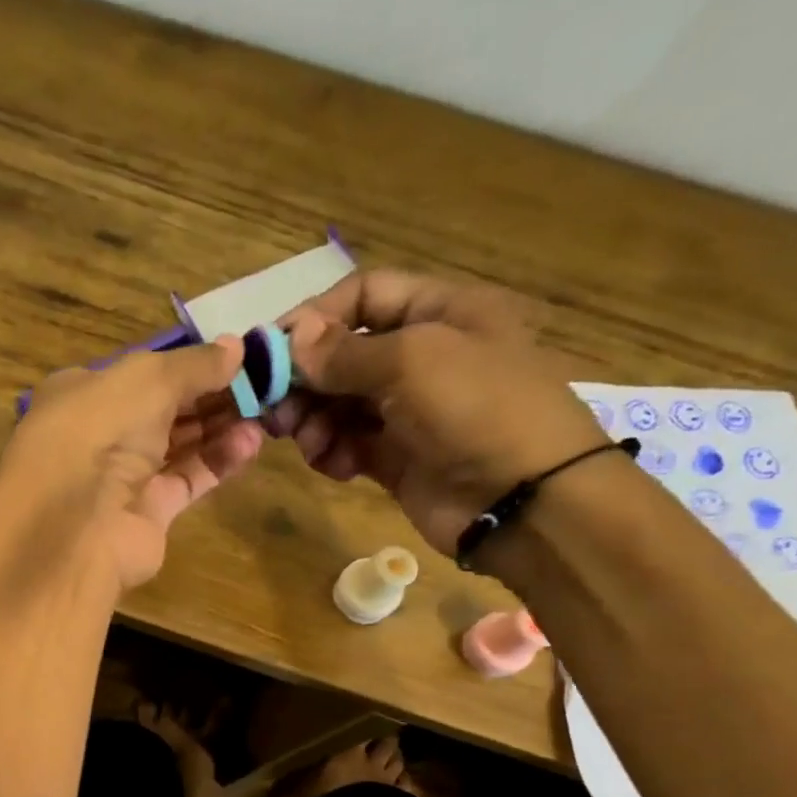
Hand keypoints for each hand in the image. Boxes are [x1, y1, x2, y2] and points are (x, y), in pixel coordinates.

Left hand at [0, 339, 263, 589]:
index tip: (234, 356)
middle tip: (261, 383)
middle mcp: (101, 434)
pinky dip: (218, 461)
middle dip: (210, 395)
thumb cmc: (100, 431)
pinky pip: (189, 479)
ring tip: (266, 410)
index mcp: (84, 393)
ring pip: (179, 444)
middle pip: (164, 409)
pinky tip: (251, 443)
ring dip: (220, 426)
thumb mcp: (149, 378)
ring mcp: (123, 477)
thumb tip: (237, 347)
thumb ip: (195, 364)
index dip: (186, 363)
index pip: (140, 372)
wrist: (77, 525)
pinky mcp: (149, 512)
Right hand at [265, 270, 608, 554]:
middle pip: (344, 354)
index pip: (365, 295)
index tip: (272, 351)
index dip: (316, 317)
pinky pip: (349, 444)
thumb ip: (344, 351)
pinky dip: (333, 453)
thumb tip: (291, 339)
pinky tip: (335, 466)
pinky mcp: (397, 457)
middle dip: (307, 380)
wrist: (524, 501)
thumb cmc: (477, 409)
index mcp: (441, 312)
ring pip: (340, 404)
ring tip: (309, 442)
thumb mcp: (412, 361)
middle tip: (276, 411)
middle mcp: (423, 356)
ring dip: (314, 421)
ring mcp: (409, 410)